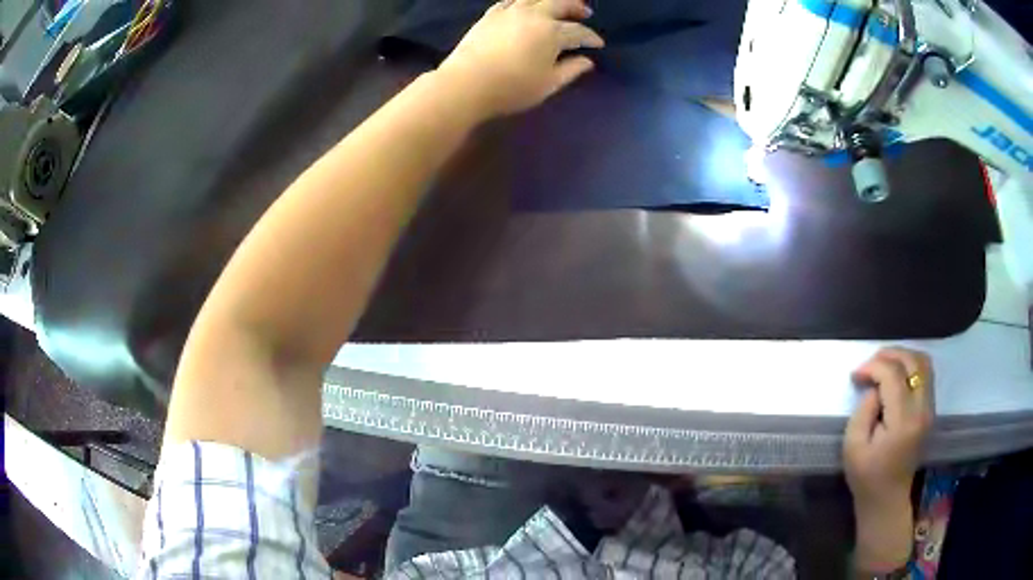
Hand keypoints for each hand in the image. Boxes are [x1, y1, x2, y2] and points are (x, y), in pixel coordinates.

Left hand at [436, 0, 603, 118]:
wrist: (467, 83)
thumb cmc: (512, 88)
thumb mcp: (548, 84)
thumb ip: (571, 70)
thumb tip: (587, 61)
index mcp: (552, 32)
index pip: (579, 32)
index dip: (591, 38)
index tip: (598, 44)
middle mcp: (534, 15)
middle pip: (560, 4)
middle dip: (575, 7)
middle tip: (585, 12)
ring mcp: (510, 11)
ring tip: (559, 4)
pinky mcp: (491, 15)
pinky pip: (512, 0)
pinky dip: (524, 0)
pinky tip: (527, 5)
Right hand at [844, 347, 934, 571]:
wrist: (887, 498)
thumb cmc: (866, 477)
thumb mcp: (853, 447)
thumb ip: (863, 411)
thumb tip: (874, 387)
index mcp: (902, 423)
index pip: (893, 376)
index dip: (873, 367)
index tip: (856, 375)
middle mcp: (922, 410)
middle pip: (913, 362)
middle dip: (890, 355)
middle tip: (870, 364)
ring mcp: (929, 409)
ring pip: (924, 363)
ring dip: (902, 356)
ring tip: (883, 364)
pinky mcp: (930, 410)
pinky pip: (926, 374)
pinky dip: (910, 366)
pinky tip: (895, 375)